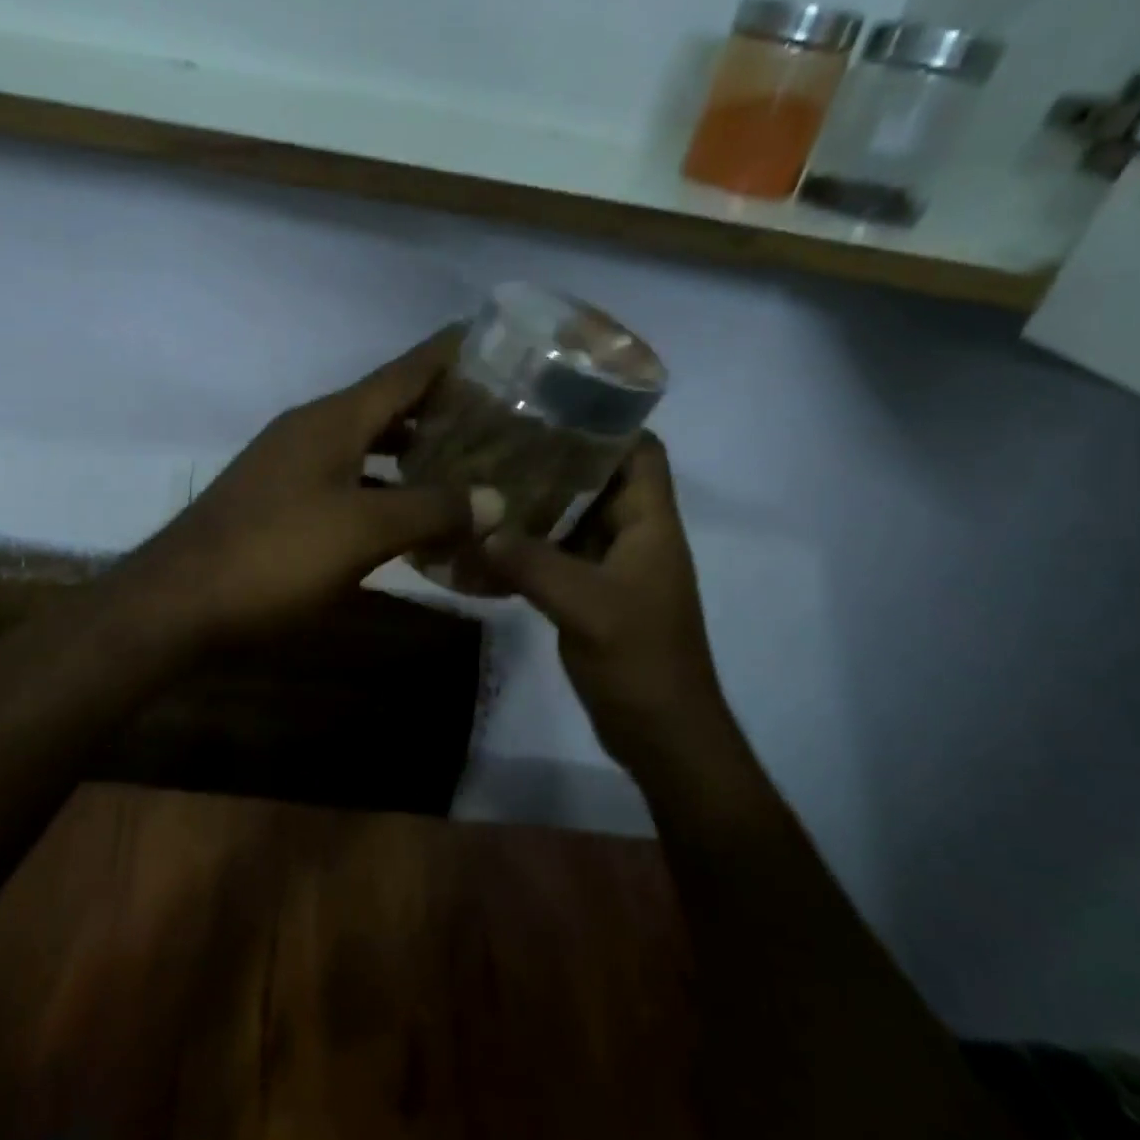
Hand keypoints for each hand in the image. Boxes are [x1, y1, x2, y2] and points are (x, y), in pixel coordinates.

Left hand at [121, 330, 504, 644]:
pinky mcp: (279, 502)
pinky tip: (405, 513)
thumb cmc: (275, 555)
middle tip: (493, 416)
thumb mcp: (363, 532)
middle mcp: (310, 431)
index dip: (445, 355)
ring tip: (461, 462)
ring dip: (409, 451)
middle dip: (436, 408)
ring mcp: (289, 466)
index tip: (486, 337)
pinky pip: (345, 479)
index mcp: (332, 420)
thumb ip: (431, 510)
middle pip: (385, 406)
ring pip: (364, 446)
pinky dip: (380, 488)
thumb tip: (496, 499)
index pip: (402, 372)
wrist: (178, 603)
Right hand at [478, 435, 723, 769]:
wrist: (661, 734)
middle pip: (598, 478)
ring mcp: (611, 566)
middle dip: (554, 457)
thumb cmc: (641, 661)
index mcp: (650, 524)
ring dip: (535, 502)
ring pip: (572, 517)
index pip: (641, 453)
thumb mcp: (587, 607)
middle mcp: (633, 535)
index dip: (608, 421)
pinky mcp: (590, 593)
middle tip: (499, 438)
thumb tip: (477, 527)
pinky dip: (527, 544)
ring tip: (485, 477)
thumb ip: (532, 564)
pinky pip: (556, 554)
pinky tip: (486, 540)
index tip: (553, 404)